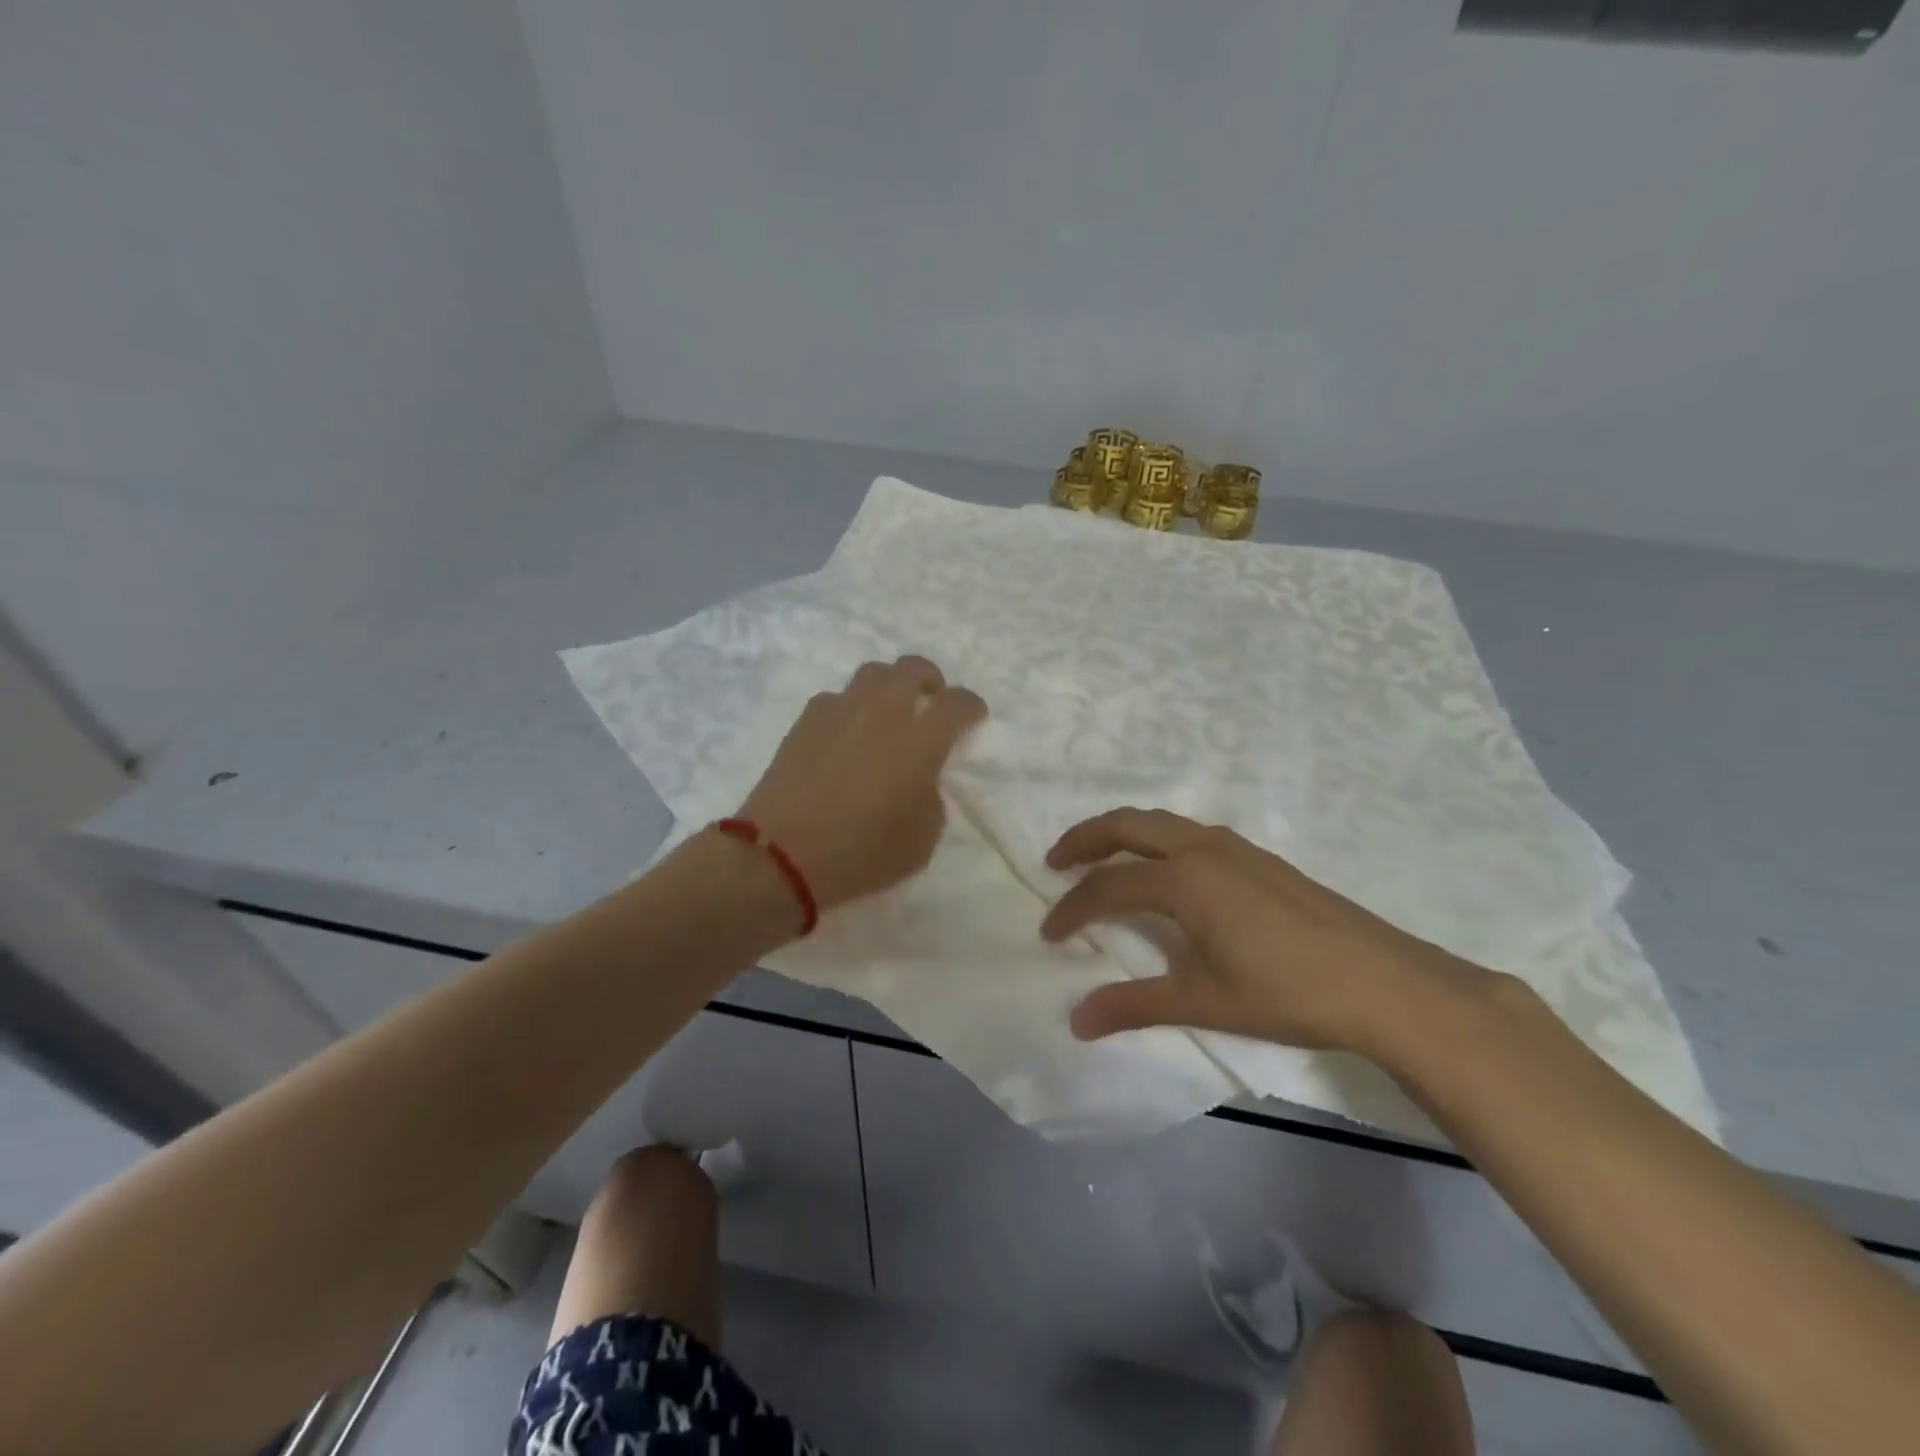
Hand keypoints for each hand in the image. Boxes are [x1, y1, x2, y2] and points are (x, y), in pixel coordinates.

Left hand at [737, 656, 986, 912]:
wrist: (781, 853)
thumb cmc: (862, 852)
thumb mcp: (922, 839)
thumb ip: (931, 796)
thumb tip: (920, 778)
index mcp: (921, 739)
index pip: (958, 703)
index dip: (971, 706)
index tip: (973, 717)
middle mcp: (883, 710)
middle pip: (913, 668)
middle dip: (929, 680)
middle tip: (930, 701)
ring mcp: (840, 710)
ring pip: (872, 673)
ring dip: (889, 685)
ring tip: (888, 711)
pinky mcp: (806, 720)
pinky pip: (837, 698)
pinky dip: (850, 707)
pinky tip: (846, 733)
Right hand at [1041, 808, 1490, 1056]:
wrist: (1383, 983)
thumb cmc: (1286, 992)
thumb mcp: (1203, 1001)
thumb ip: (1134, 1005)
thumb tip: (1077, 1021)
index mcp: (1184, 878)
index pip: (1109, 886)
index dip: (1073, 909)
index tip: (1049, 934)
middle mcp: (1203, 849)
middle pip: (1127, 825)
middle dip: (1085, 838)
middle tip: (1056, 860)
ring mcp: (1235, 848)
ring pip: (1162, 823)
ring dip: (1123, 834)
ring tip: (1103, 859)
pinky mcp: (1260, 858)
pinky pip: (1190, 833)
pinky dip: (1158, 841)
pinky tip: (1167, 872)